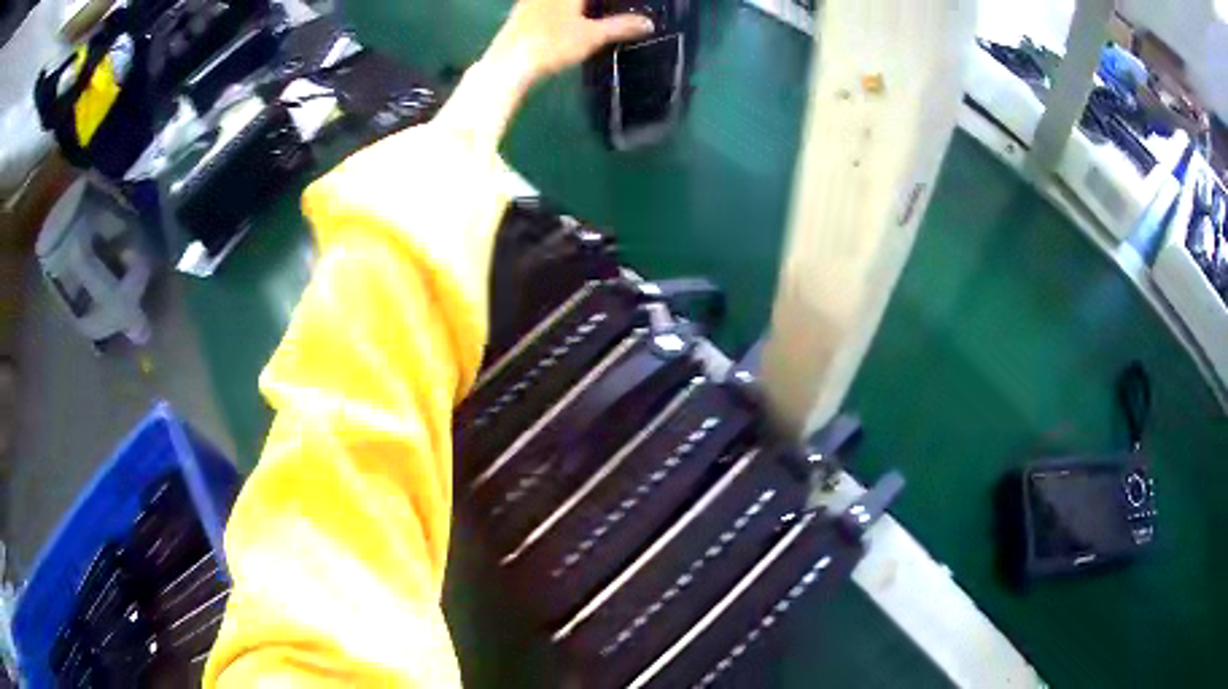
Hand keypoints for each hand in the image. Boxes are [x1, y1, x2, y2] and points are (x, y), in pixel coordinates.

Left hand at [487, 0, 654, 87]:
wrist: (509, 63)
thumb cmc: (553, 44)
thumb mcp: (593, 36)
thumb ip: (621, 26)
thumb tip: (648, 23)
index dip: (607, 2)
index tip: (623, 6)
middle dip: (594, 4)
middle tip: (608, 10)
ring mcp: (530, 1)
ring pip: (559, 2)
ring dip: (576, 7)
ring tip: (591, 13)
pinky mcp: (520, 13)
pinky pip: (544, 5)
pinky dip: (559, 9)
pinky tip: (563, 18)